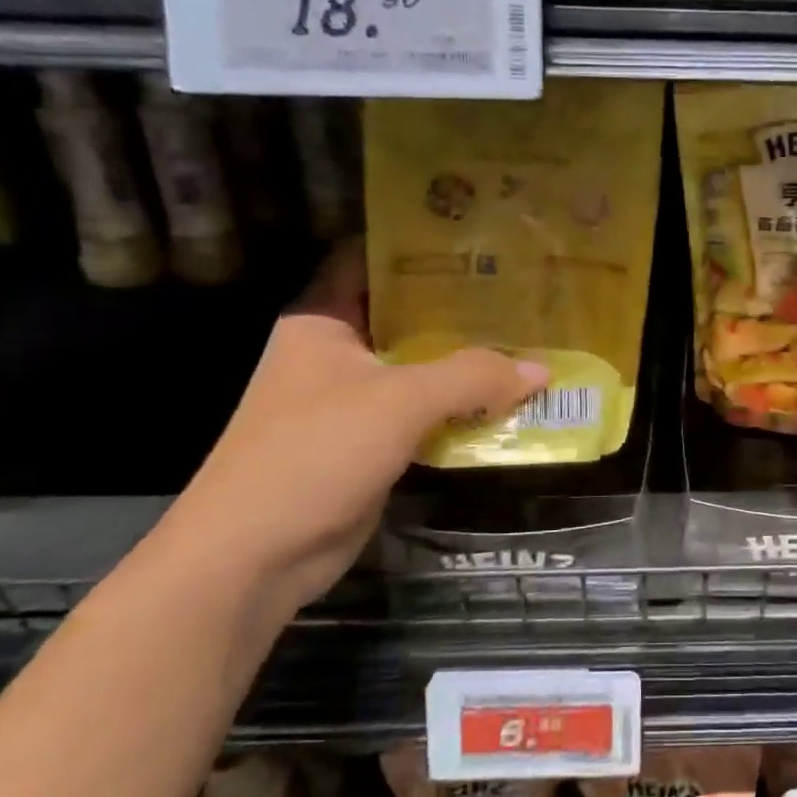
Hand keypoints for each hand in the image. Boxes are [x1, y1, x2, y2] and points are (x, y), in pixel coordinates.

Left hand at [162, 243, 547, 607]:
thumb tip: (542, 370)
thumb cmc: (315, 452)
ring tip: (530, 340)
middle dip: (461, 307)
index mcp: (324, 320)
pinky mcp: (370, 443)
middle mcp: (337, 352)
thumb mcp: (400, 401)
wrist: (254, 557)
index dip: (420, 244)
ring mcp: (353, 400)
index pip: (370, 258)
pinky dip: (462, 408)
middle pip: (406, 315)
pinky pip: (425, 413)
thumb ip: (473, 377)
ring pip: (421, 368)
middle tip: (524, 293)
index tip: (478, 239)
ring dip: (469, 363)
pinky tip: (509, 401)